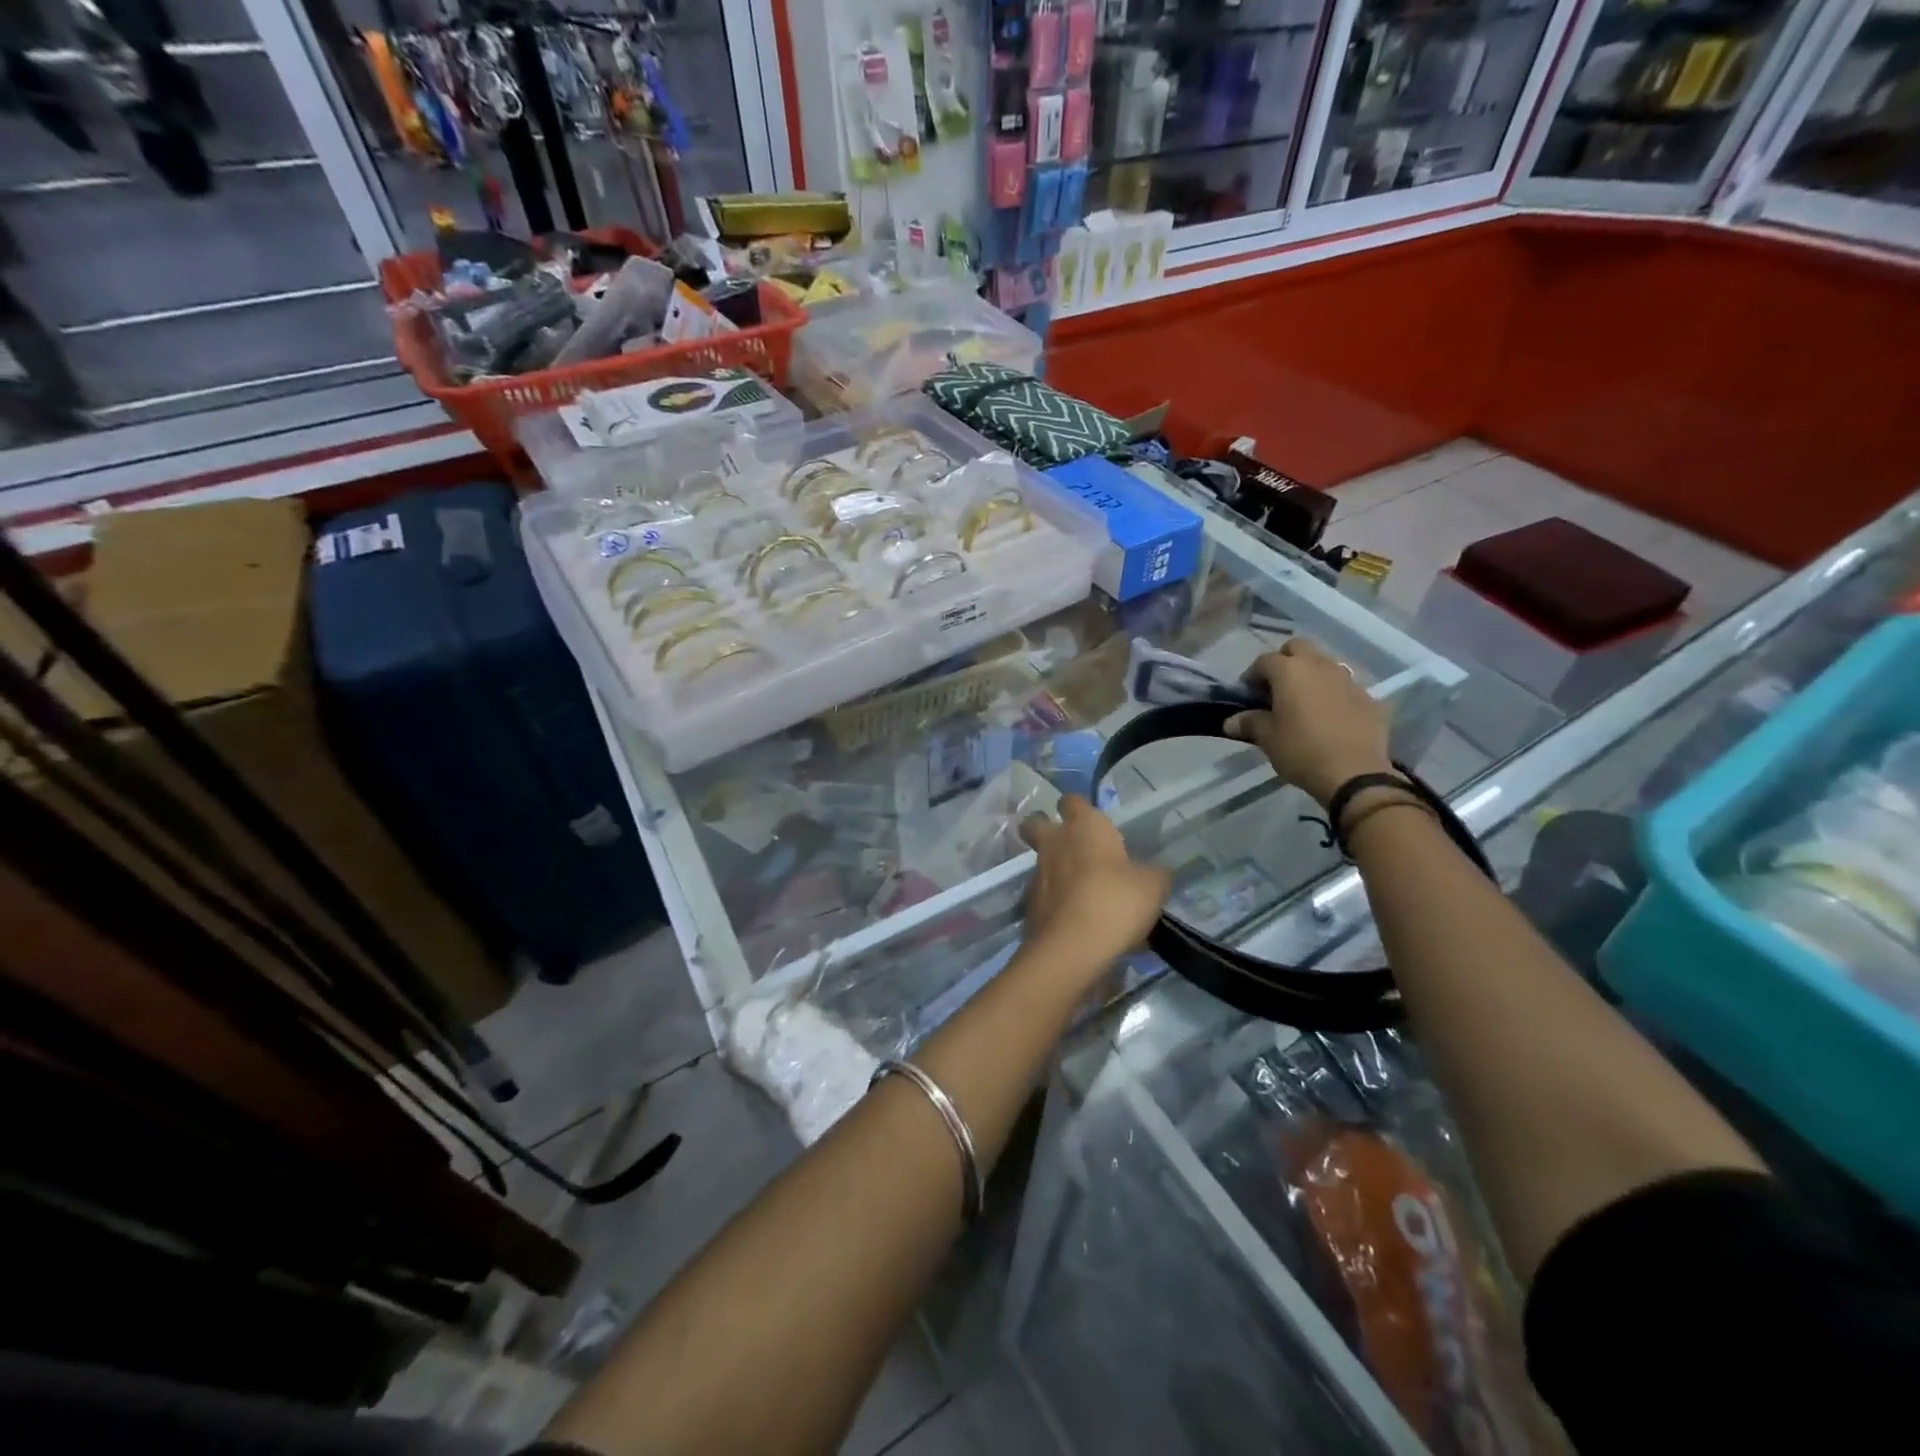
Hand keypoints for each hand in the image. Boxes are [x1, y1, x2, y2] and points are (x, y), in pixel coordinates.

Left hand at [1019, 795, 1169, 964]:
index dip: (1079, 808)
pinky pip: (1044, 896)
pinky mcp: (1030, 905)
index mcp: (1084, 826)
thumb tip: (1155, 873)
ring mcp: (1037, 874)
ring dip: (1056, 871)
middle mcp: (1054, 843)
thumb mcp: (1152, 887)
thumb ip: (1153, 874)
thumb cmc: (1116, 901)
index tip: (1091, 820)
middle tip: (1068, 845)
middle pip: (1035, 823)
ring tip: (1084, 893)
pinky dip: (1057, 902)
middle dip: (1044, 828)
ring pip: (1041, 862)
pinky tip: (1078, 921)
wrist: (1073, 947)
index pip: (1072, 800)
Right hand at [1226, 638, 1393, 806]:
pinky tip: (1328, 717)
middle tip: (1276, 688)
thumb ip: (1249, 722)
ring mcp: (1347, 679)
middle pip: (1297, 648)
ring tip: (1303, 702)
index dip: (1252, 675)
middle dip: (1284, 661)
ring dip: (1310, 675)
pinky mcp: (1368, 697)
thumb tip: (1231, 721)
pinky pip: (1344, 686)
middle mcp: (1319, 666)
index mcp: (1290, 671)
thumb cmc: (1302, 751)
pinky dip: (1332, 693)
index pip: (1264, 661)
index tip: (1247, 695)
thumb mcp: (1268, 738)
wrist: (1355, 773)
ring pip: (1323, 663)